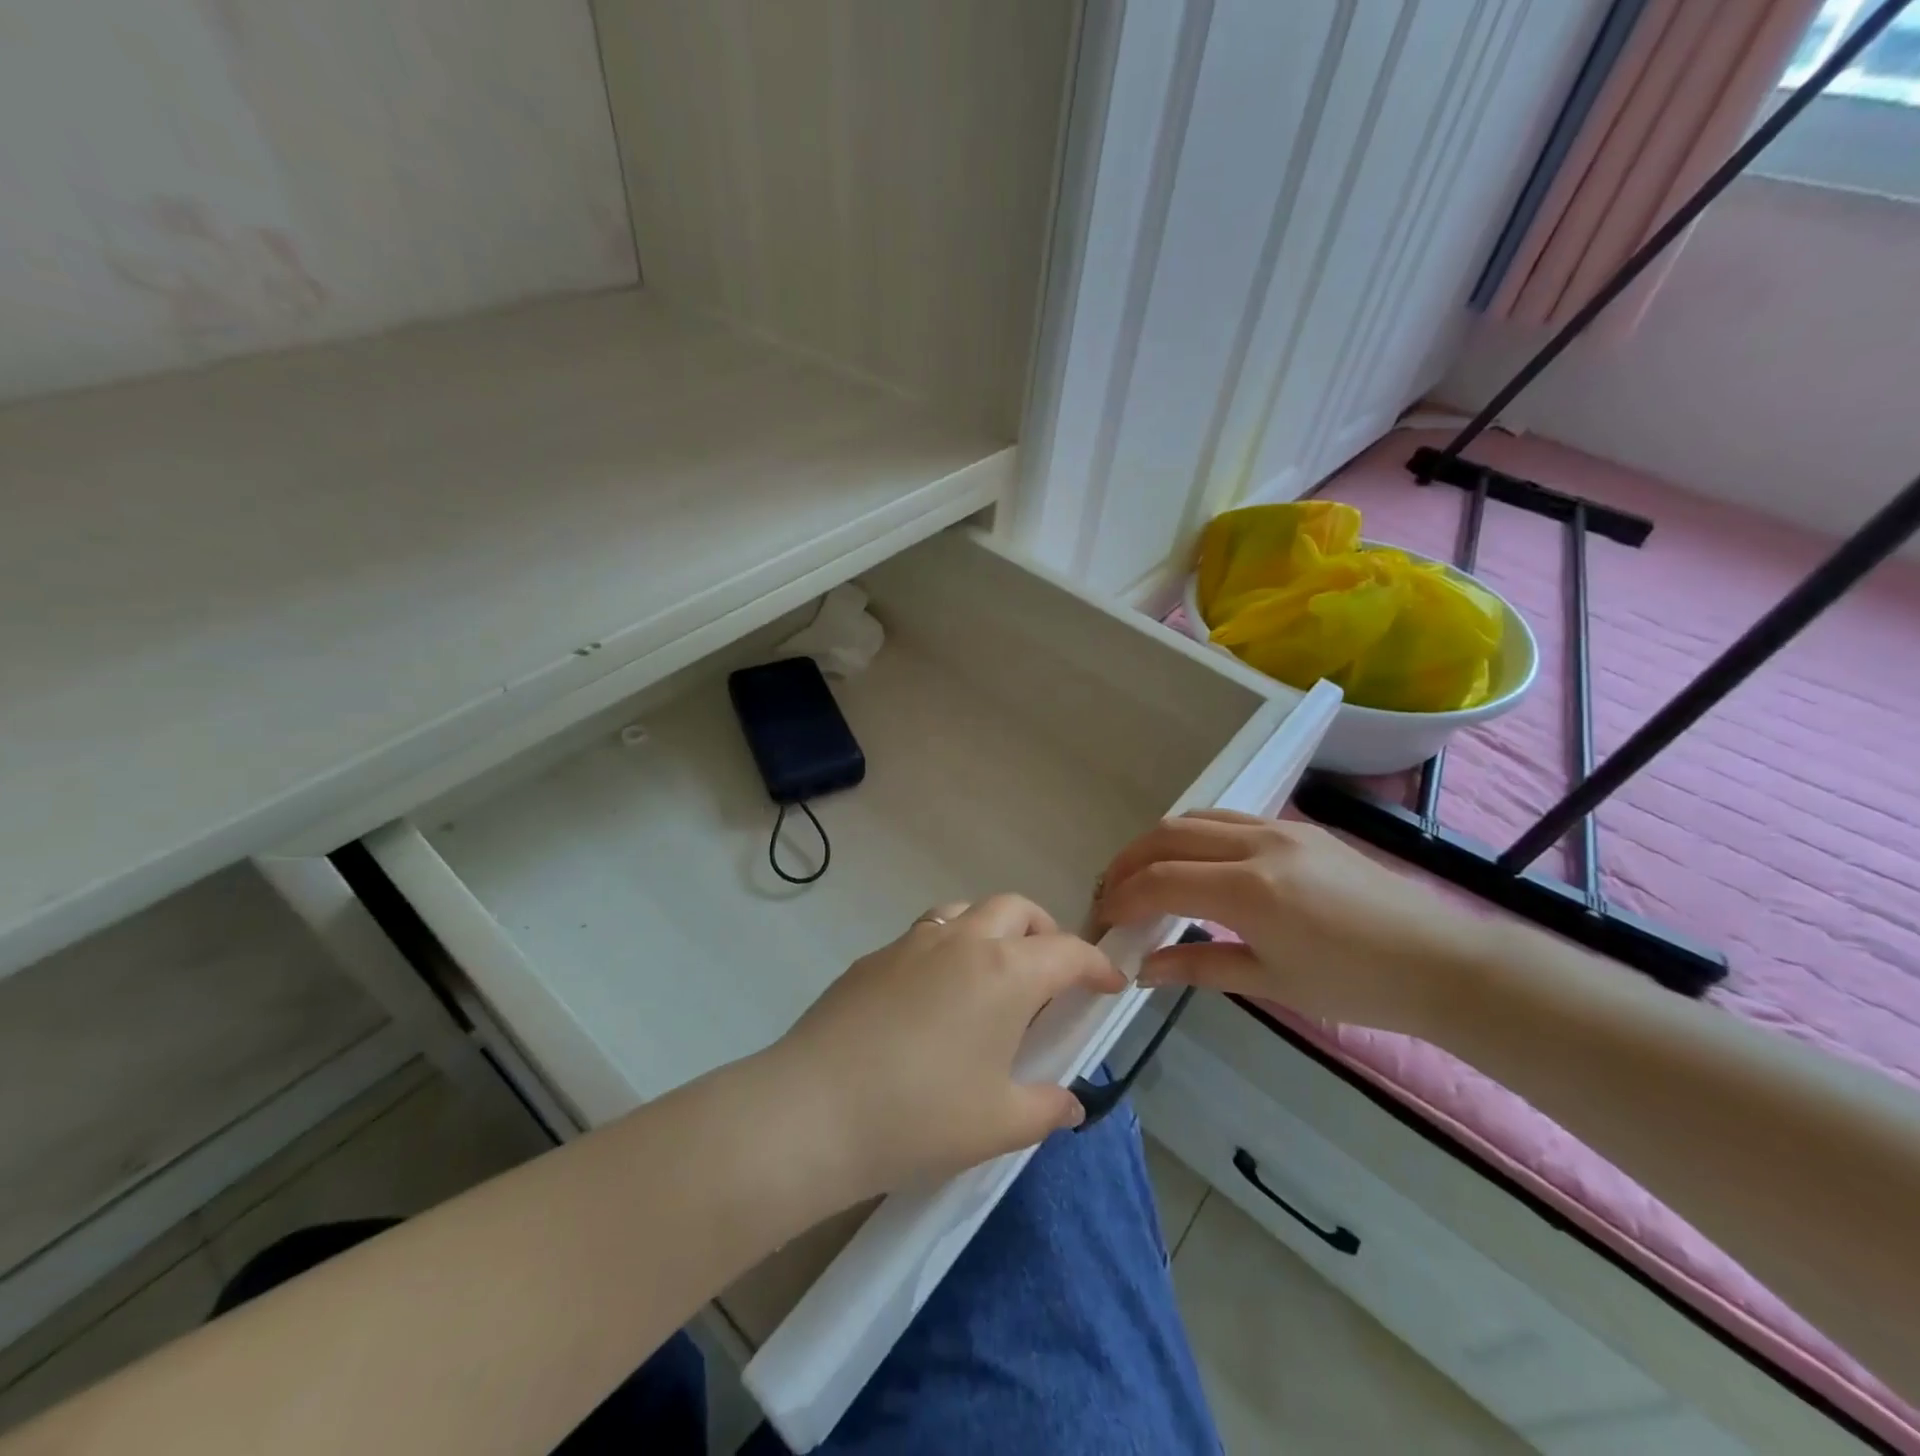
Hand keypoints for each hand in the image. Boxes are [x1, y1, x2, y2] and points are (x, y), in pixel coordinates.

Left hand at [768, 895, 1123, 1200]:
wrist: (813, 1109)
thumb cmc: (920, 1116)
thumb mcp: (998, 1124)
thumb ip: (1045, 1108)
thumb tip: (1070, 1103)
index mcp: (1004, 972)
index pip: (1067, 951)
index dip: (1097, 964)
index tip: (1111, 983)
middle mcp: (962, 940)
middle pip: (1016, 909)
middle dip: (1044, 931)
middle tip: (1052, 973)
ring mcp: (912, 942)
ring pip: (965, 911)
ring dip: (991, 929)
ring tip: (993, 976)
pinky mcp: (873, 957)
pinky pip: (925, 935)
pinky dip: (948, 948)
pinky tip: (934, 997)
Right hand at [1096, 810, 1488, 1035]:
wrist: (1443, 963)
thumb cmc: (1357, 986)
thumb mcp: (1271, 984)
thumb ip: (1199, 967)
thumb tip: (1143, 969)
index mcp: (1250, 890)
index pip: (1162, 880)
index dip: (1123, 897)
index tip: (1103, 918)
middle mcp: (1258, 845)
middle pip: (1169, 835)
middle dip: (1130, 861)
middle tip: (1111, 892)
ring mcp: (1281, 829)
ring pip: (1197, 818)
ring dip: (1159, 842)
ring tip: (1144, 874)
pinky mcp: (1299, 828)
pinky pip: (1229, 819)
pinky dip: (1195, 835)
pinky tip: (1194, 863)